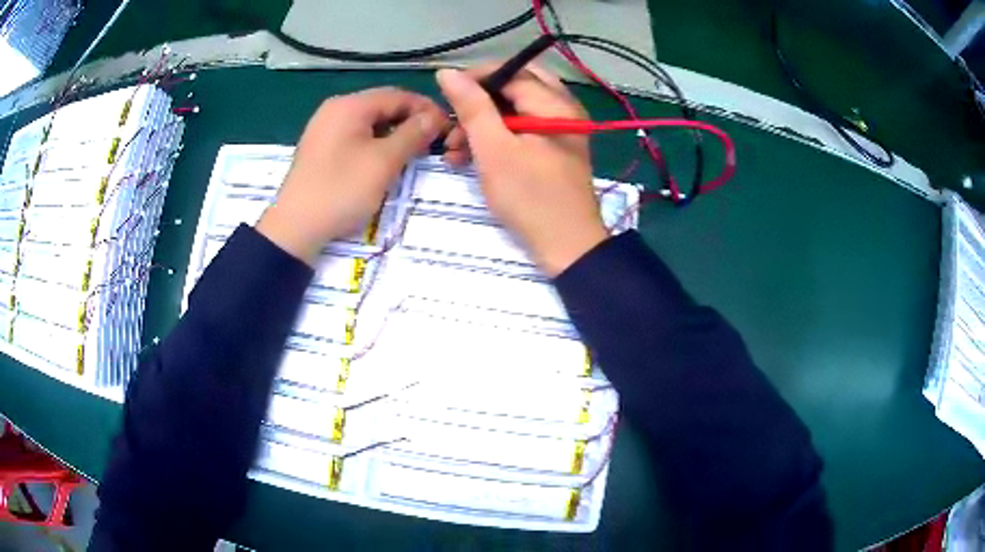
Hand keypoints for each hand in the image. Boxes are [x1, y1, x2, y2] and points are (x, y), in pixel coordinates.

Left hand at [257, 88, 446, 265]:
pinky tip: (385, 159)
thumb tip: (434, 118)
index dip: (426, 109)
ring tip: (413, 152)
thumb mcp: (384, 162)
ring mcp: (325, 128)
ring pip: (369, 122)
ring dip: (394, 133)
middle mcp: (335, 109)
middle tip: (433, 142)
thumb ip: (412, 134)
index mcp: (350, 105)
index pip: (398, 95)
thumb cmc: (341, 190)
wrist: (295, 227)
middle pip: (382, 106)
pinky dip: (375, 142)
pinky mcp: (321, 147)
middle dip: (410, 121)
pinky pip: (355, 135)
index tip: (447, 127)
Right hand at [437, 66, 607, 276]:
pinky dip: (498, 138)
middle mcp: (562, 108)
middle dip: (478, 104)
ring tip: (454, 151)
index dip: (475, 79)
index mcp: (554, 103)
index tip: (445, 97)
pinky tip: (473, 158)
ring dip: (483, 124)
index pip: (510, 72)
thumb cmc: (530, 198)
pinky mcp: (554, 149)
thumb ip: (472, 107)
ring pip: (515, 110)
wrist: (567, 247)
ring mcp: (560, 129)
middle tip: (453, 123)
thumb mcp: (494, 150)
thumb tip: (448, 72)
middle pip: (514, 88)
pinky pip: (522, 130)